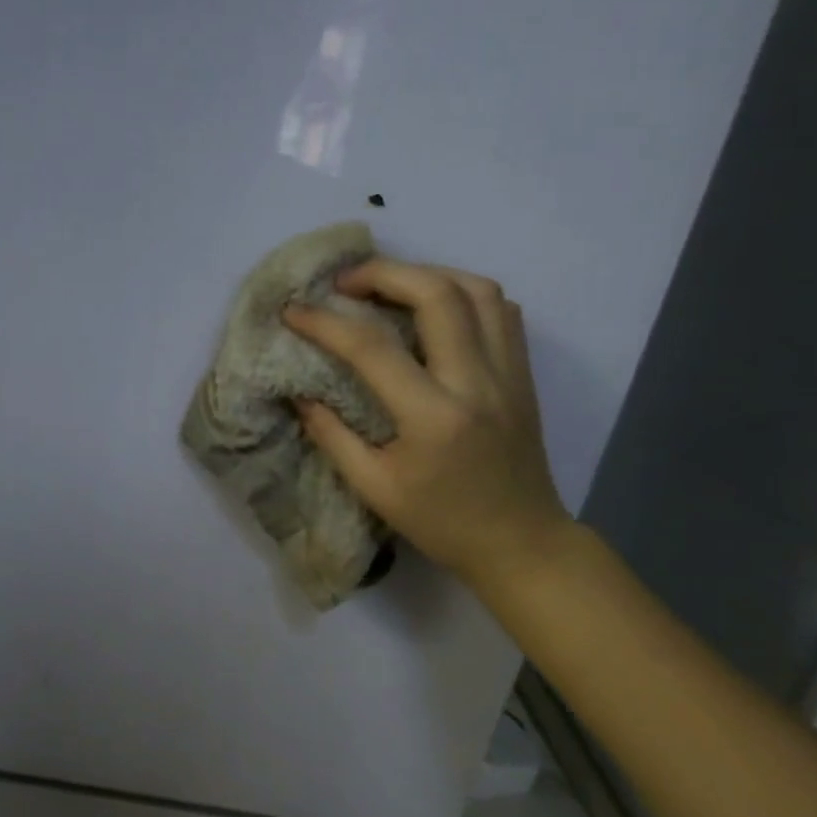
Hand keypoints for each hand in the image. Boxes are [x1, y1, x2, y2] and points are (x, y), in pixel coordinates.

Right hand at [283, 260, 571, 585]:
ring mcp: (509, 373)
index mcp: (433, 416)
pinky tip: (433, 306)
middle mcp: (477, 382)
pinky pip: (501, 310)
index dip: (325, 323)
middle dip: (383, 273)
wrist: (521, 542)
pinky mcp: (523, 374)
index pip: (372, 348)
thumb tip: (299, 393)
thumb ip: (331, 435)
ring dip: (427, 274)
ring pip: (478, 290)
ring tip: (388, 285)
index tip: (293, 311)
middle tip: (343, 283)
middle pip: (436, 294)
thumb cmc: (440, 522)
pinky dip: (463, 293)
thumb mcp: (373, 488)